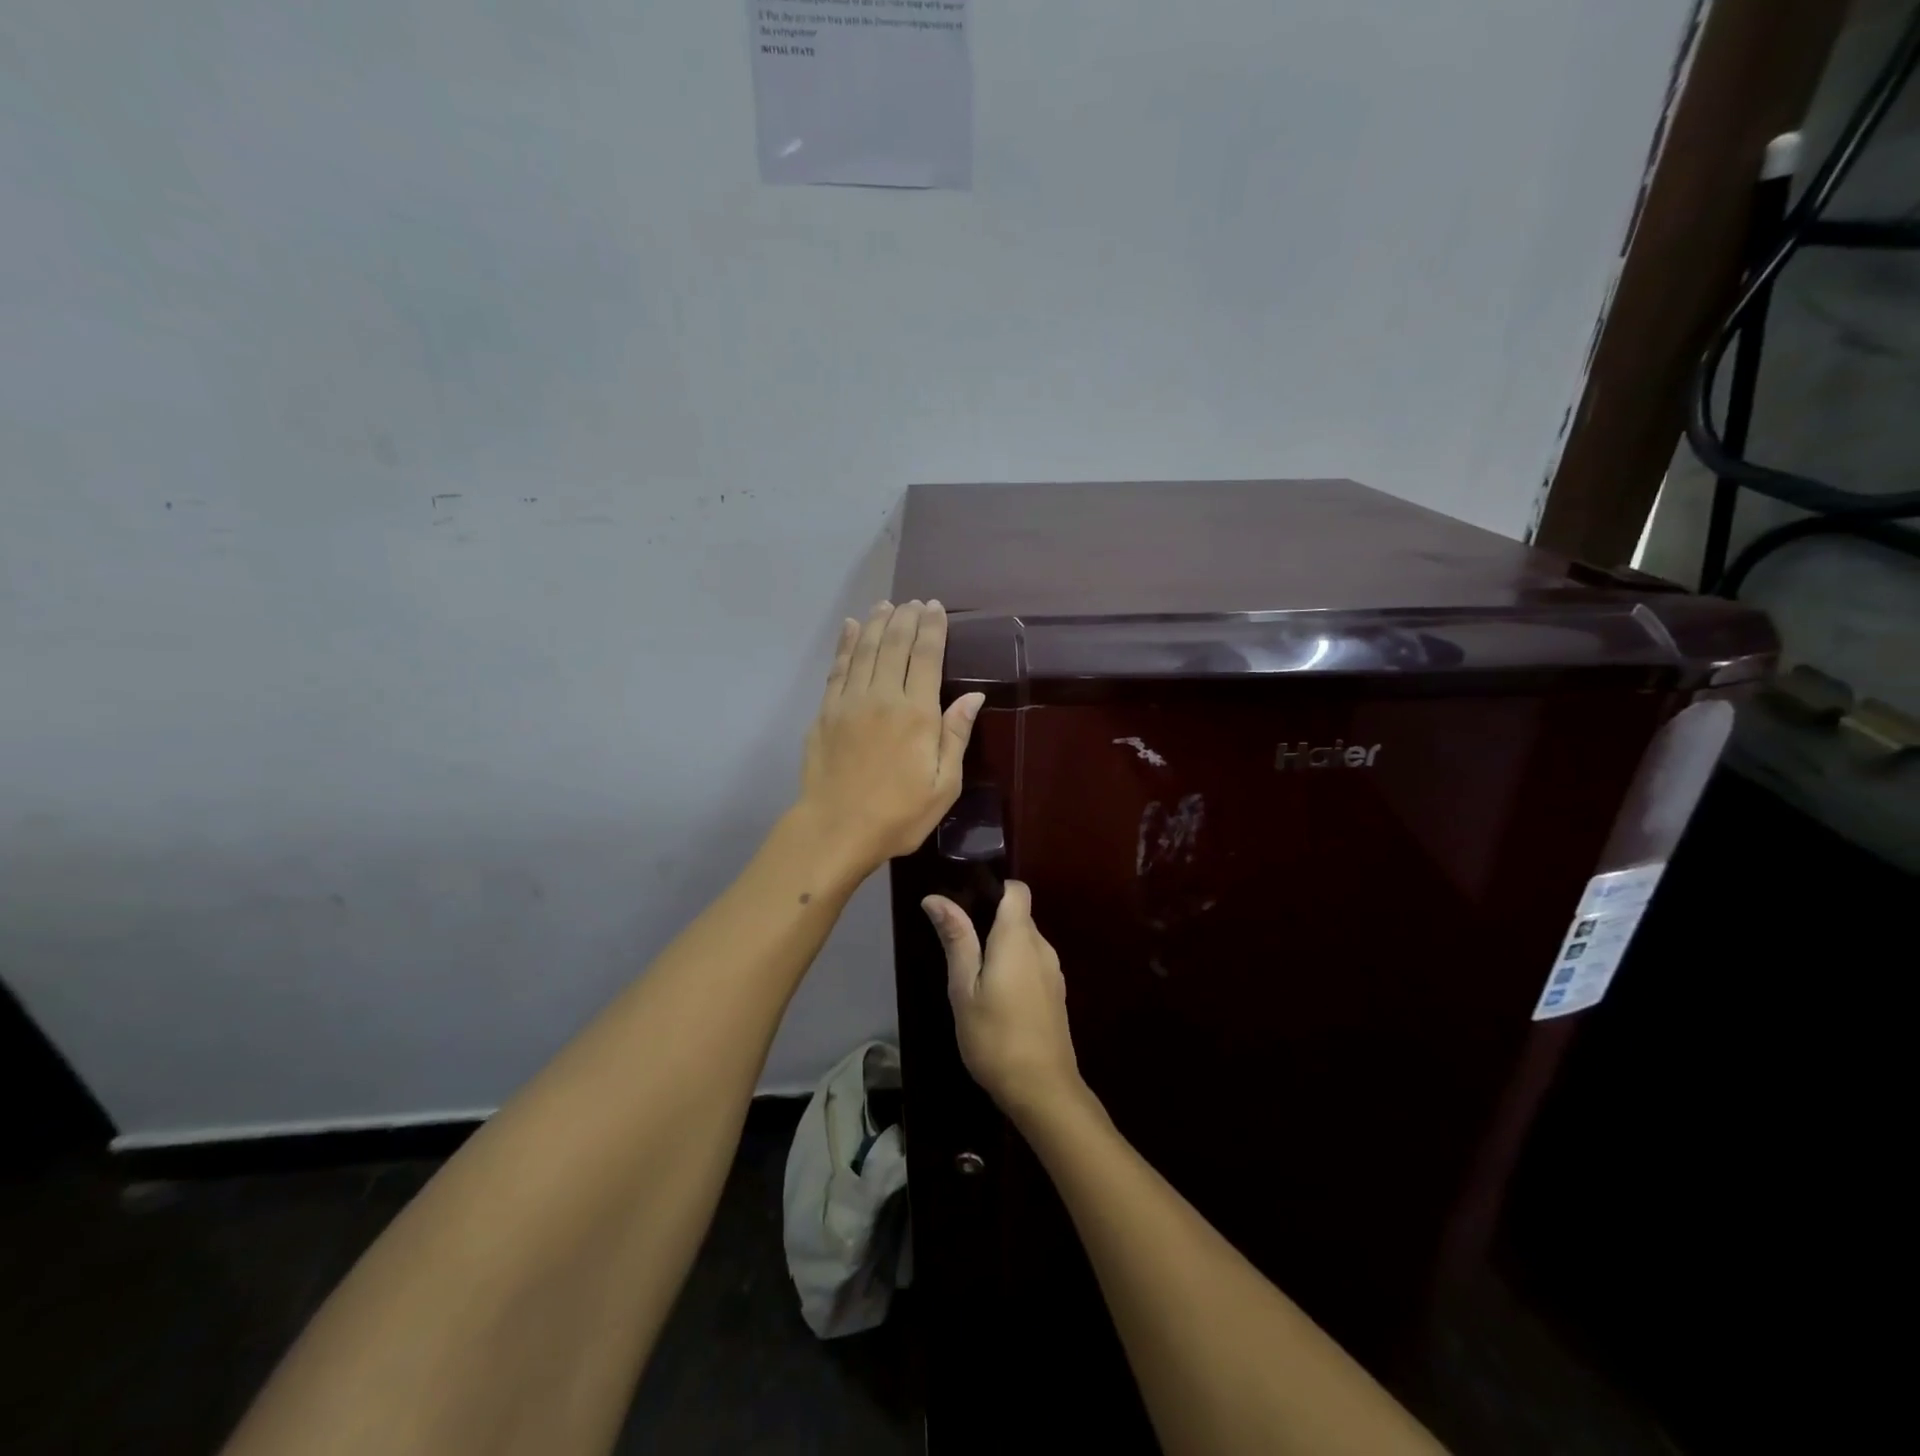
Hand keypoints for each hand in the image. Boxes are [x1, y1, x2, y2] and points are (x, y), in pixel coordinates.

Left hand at [798, 600, 983, 873]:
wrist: (836, 829)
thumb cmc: (898, 814)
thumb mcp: (944, 785)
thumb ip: (955, 736)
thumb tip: (973, 696)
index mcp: (917, 714)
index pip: (927, 656)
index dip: (932, 628)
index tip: (935, 608)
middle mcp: (883, 696)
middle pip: (895, 644)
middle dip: (906, 618)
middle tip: (913, 602)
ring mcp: (850, 701)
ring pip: (865, 649)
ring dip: (877, 623)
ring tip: (886, 605)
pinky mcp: (825, 711)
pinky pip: (838, 667)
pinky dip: (845, 643)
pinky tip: (850, 627)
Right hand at [921, 882, 1083, 1122]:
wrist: (1043, 1089)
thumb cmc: (995, 1036)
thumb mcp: (964, 988)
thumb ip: (956, 939)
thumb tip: (936, 898)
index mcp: (1018, 938)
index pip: (1017, 890)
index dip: (994, 888)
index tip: (966, 902)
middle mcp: (1042, 947)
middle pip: (1019, 915)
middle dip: (990, 921)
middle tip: (957, 944)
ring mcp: (1053, 972)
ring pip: (1025, 942)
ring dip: (1001, 947)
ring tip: (972, 973)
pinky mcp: (1055, 994)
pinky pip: (1032, 963)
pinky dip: (1014, 967)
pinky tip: (995, 996)